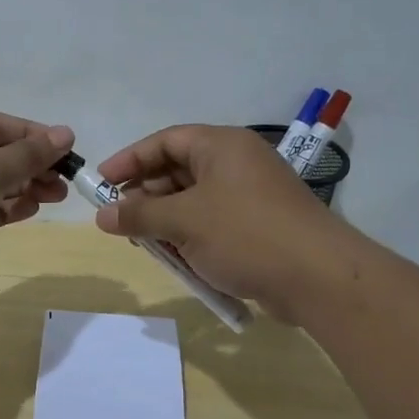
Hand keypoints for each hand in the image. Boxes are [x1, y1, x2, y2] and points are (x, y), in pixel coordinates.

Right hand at [93, 125, 351, 322]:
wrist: (317, 277)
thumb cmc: (244, 234)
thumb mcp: (183, 221)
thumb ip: (139, 215)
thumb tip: (102, 215)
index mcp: (221, 146)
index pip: (165, 141)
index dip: (130, 159)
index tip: (101, 182)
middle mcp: (236, 164)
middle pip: (178, 171)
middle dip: (146, 196)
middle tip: (120, 219)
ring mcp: (250, 196)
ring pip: (193, 201)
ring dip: (166, 221)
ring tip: (145, 243)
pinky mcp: (258, 226)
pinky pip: (212, 223)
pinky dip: (191, 237)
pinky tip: (178, 259)